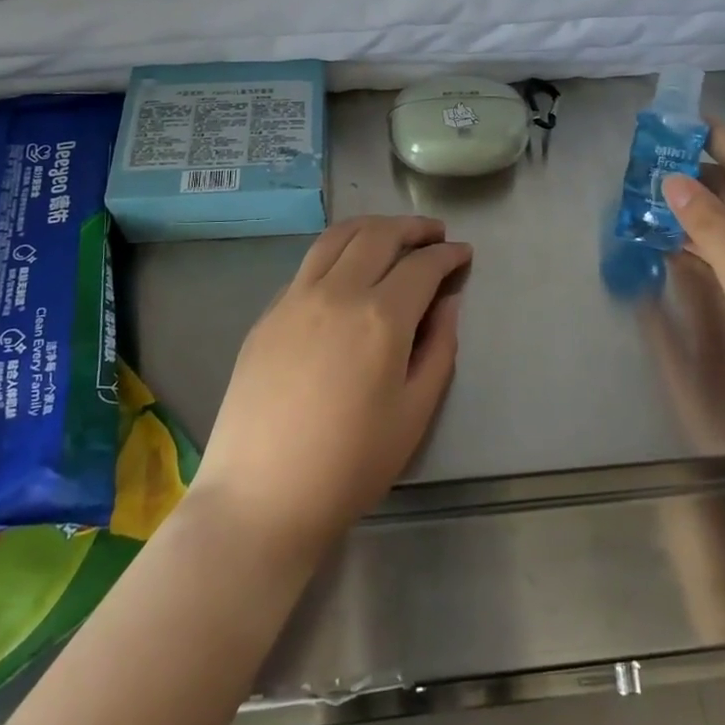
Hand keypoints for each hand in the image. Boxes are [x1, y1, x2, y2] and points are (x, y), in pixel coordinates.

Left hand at [195, 216, 470, 559]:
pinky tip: (346, 271)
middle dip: (413, 227)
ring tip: (392, 234)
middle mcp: (336, 292)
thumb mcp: (415, 413)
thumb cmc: (350, 464)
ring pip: (336, 238)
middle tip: (434, 233)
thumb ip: (439, 349)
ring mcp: (295, 298)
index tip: (463, 253)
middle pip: (378, 236)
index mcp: (380, 317)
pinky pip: (308, 265)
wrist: (262, 497)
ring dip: (371, 227)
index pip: (422, 266)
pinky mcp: (267, 314)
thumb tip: (447, 304)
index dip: (448, 255)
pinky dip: (337, 252)